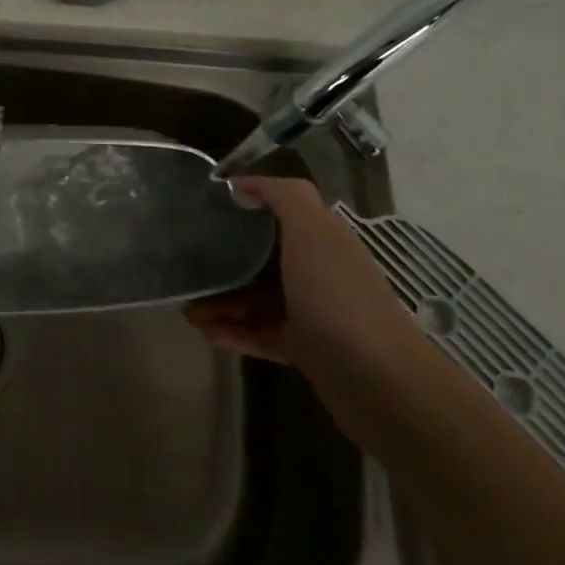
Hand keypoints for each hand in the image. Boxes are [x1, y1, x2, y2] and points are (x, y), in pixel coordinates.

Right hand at [184, 177, 428, 434]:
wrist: (378, 381)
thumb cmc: (337, 295)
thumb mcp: (312, 230)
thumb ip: (283, 196)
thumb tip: (244, 183)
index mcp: (321, 239)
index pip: (276, 216)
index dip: (241, 211)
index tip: (203, 212)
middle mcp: (317, 270)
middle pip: (260, 259)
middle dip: (222, 263)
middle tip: (186, 270)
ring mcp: (312, 312)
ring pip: (255, 299)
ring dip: (221, 303)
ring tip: (188, 311)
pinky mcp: (305, 350)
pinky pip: (260, 335)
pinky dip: (234, 332)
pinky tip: (207, 334)